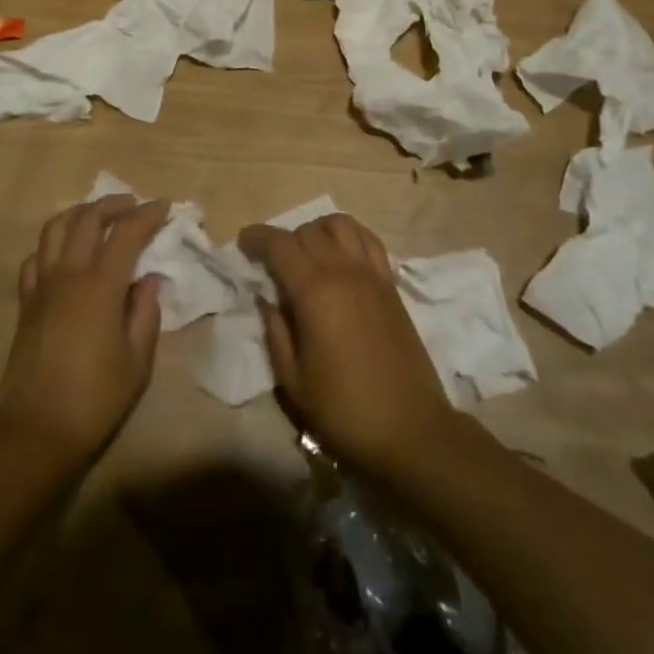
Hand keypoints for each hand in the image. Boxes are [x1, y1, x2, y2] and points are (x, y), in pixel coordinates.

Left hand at [0, 194, 169, 473]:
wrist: (35, 433)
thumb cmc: (95, 400)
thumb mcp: (137, 361)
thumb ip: (146, 313)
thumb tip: (148, 280)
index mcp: (100, 286)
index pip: (126, 233)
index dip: (147, 215)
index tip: (164, 206)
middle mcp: (68, 275)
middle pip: (87, 218)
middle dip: (114, 205)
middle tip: (134, 206)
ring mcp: (42, 286)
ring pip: (55, 228)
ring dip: (80, 213)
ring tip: (99, 217)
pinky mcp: (25, 303)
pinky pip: (35, 257)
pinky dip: (52, 243)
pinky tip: (65, 253)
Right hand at [238, 213, 462, 482]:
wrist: (410, 429)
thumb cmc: (345, 410)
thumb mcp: (293, 381)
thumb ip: (276, 333)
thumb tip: (267, 300)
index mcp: (314, 291)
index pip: (279, 244)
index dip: (257, 237)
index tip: (243, 243)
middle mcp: (343, 270)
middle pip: (308, 231)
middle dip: (284, 240)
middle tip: (273, 263)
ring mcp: (371, 274)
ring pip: (340, 224)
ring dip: (318, 230)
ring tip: (308, 253)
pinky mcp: (391, 284)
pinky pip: (369, 240)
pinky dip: (350, 236)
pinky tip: (342, 256)